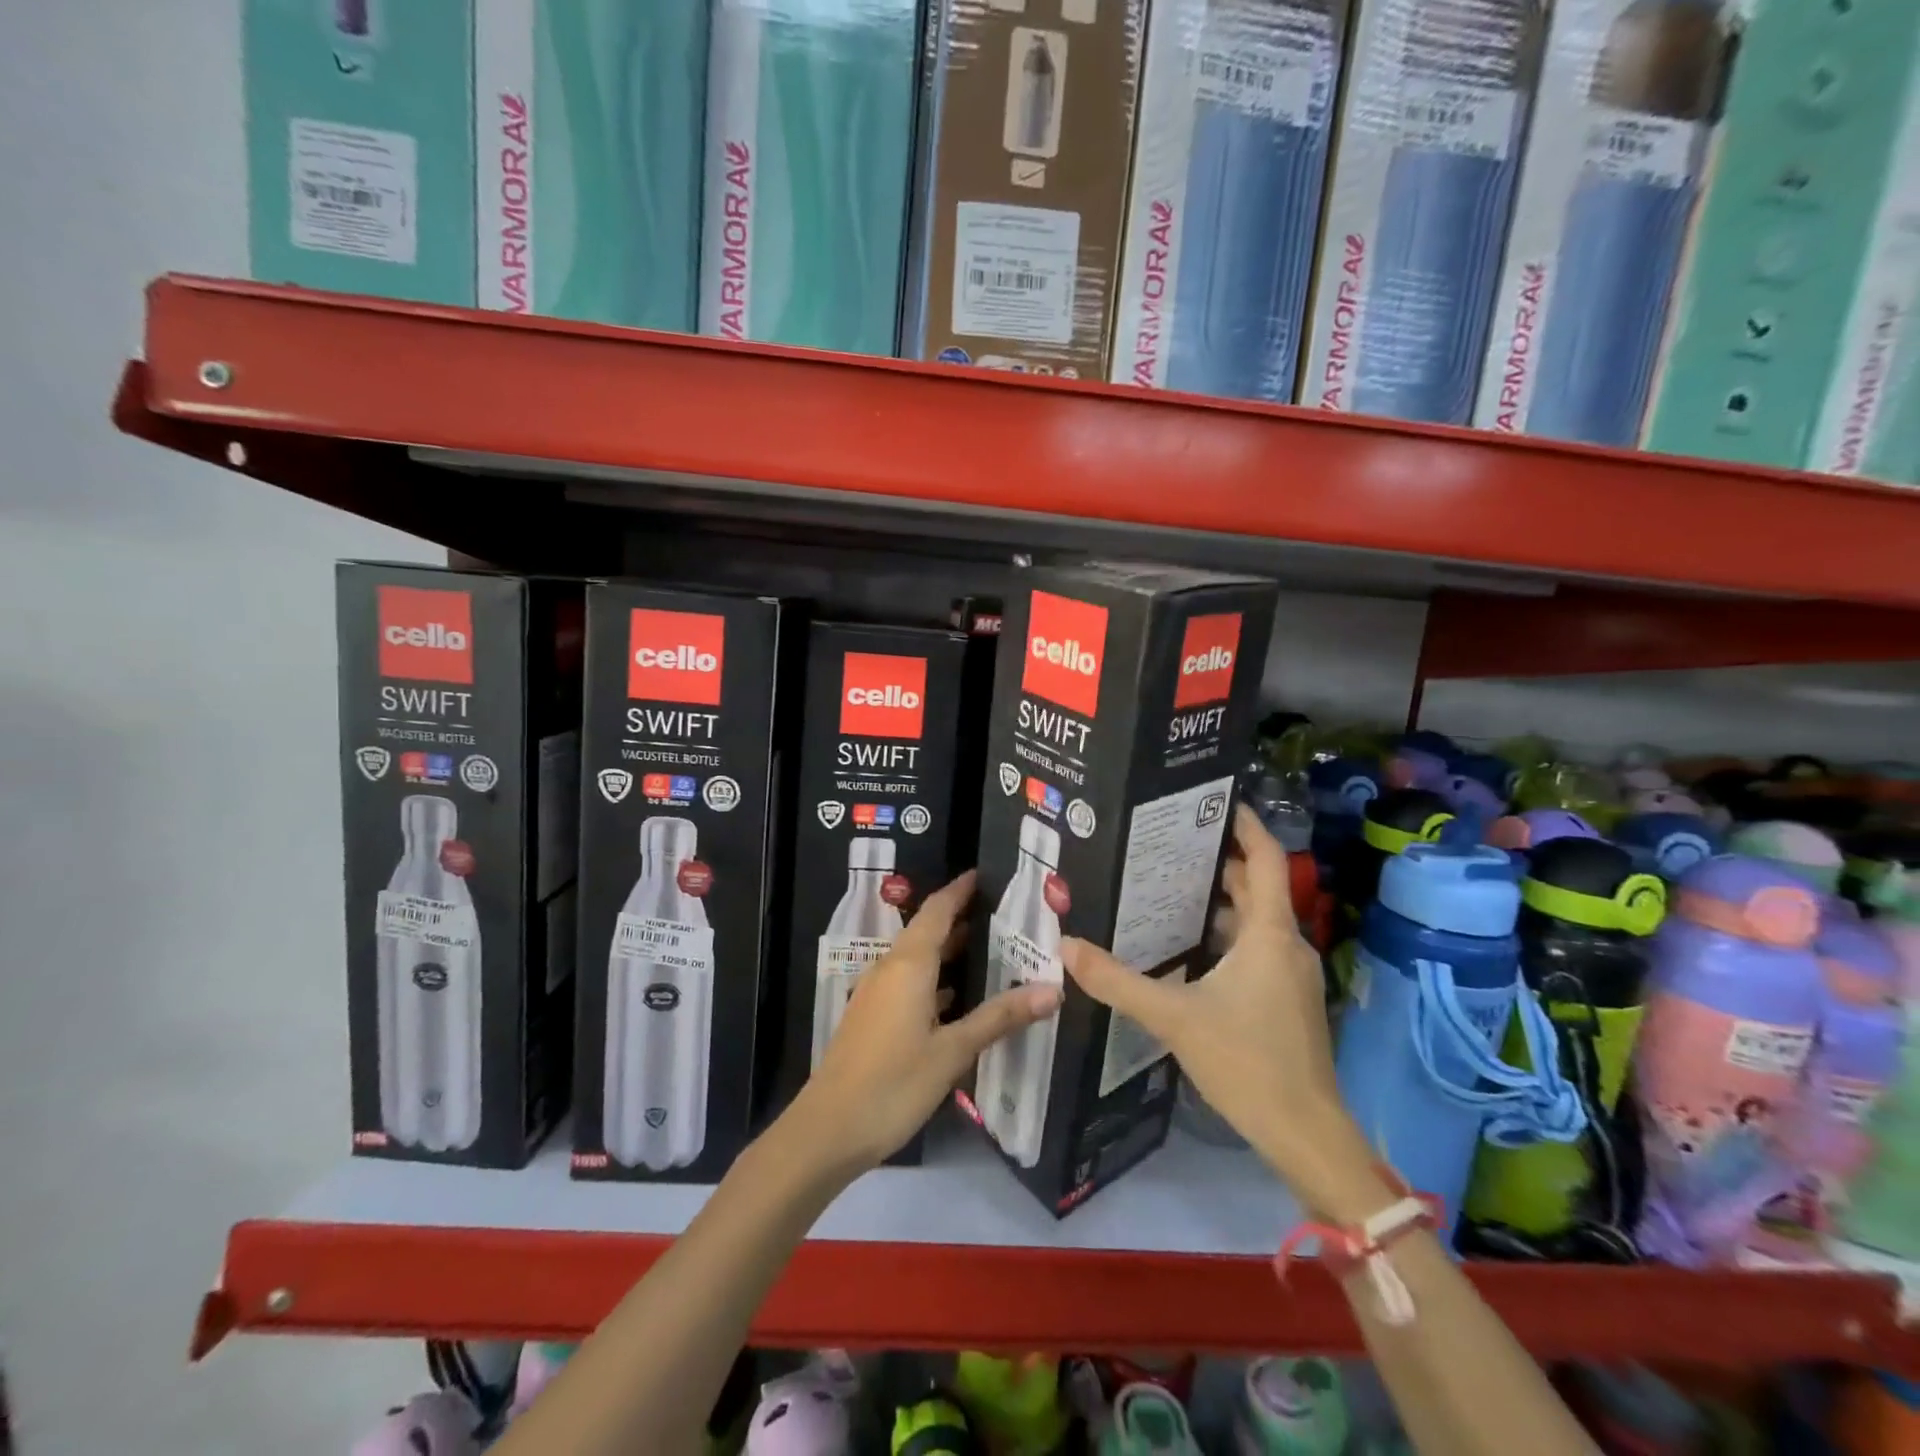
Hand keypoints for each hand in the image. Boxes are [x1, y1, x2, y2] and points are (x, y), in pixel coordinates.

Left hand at [789, 871, 1062, 1174]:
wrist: (829, 1129)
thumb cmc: (894, 1083)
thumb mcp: (953, 1050)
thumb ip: (1000, 1017)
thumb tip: (1052, 990)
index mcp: (909, 964)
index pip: (937, 910)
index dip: (959, 890)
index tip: (984, 874)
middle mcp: (890, 968)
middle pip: (927, 930)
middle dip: (960, 917)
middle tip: (1001, 912)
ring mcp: (878, 993)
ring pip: (918, 958)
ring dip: (949, 950)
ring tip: (989, 948)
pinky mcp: (873, 1018)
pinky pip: (909, 982)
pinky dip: (935, 979)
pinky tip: (957, 997)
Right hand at [1061, 805, 1384, 1219]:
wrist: (1305, 1134)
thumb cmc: (1248, 1062)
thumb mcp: (1174, 1017)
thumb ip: (1118, 981)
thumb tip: (1066, 948)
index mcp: (1269, 934)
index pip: (1266, 860)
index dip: (1247, 825)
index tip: (1215, 800)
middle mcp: (1285, 944)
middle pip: (1256, 886)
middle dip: (1218, 861)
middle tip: (1168, 842)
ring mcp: (1289, 974)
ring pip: (1254, 920)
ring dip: (1218, 900)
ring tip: (1167, 885)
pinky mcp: (1284, 1000)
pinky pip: (1254, 948)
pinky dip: (1224, 934)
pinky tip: (1185, 945)